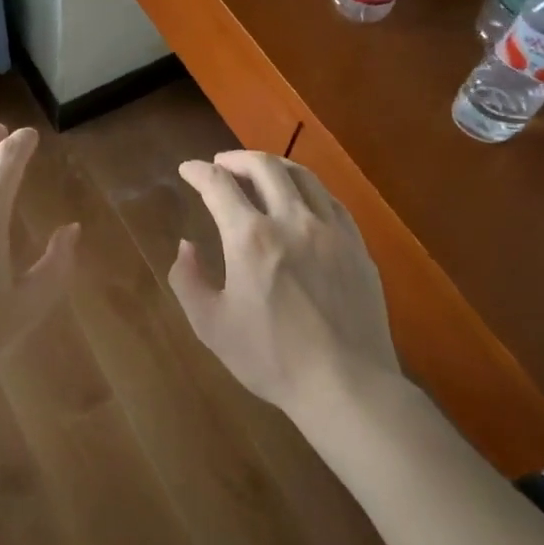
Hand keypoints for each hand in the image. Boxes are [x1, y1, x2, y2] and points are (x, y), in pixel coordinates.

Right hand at [170, 151, 398, 417]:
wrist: (347, 386)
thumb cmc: (272, 358)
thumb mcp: (211, 325)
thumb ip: (188, 280)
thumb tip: (186, 246)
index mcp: (250, 237)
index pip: (218, 185)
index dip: (197, 171)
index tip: (187, 169)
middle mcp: (292, 220)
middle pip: (264, 166)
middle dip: (236, 158)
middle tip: (221, 164)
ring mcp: (331, 230)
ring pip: (302, 175)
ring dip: (274, 166)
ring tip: (260, 172)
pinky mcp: (357, 246)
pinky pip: (330, 200)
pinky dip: (307, 189)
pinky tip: (302, 200)